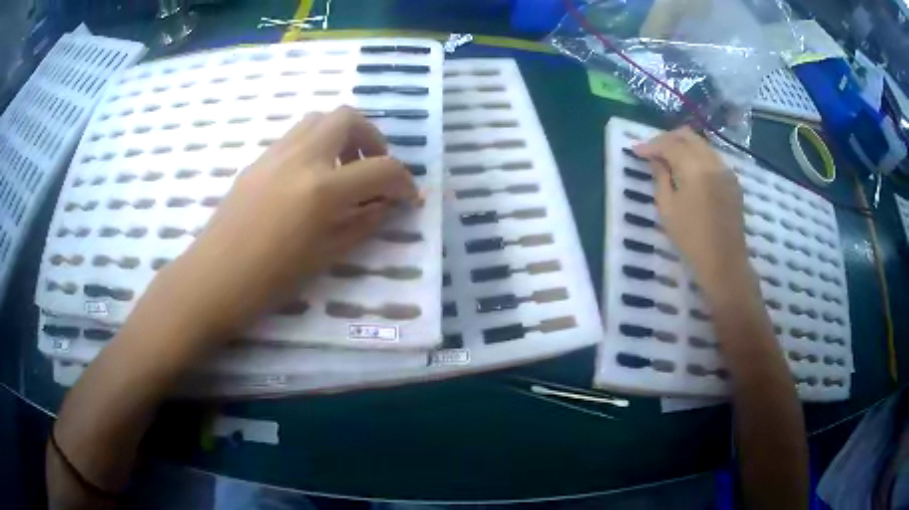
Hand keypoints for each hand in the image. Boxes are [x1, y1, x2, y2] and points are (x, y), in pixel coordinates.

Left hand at [151, 106, 418, 340]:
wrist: (215, 278)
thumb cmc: (271, 279)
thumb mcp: (326, 255)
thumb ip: (364, 223)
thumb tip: (389, 205)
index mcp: (322, 188)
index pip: (380, 169)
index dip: (403, 181)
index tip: (407, 196)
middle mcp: (301, 157)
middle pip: (348, 118)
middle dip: (372, 138)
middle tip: (372, 168)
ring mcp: (275, 153)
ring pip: (319, 119)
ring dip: (341, 135)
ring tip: (343, 169)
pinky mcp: (258, 159)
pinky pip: (296, 136)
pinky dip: (316, 144)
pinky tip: (311, 178)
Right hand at [633, 127, 751, 299]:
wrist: (725, 262)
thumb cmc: (691, 239)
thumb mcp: (667, 208)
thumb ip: (660, 177)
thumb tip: (657, 160)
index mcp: (695, 168)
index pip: (669, 144)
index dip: (650, 145)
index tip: (636, 151)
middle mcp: (713, 161)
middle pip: (687, 135)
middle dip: (667, 139)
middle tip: (652, 150)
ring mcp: (726, 169)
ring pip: (701, 144)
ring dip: (683, 146)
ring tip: (669, 159)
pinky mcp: (733, 180)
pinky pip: (711, 157)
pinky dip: (697, 156)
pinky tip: (689, 170)